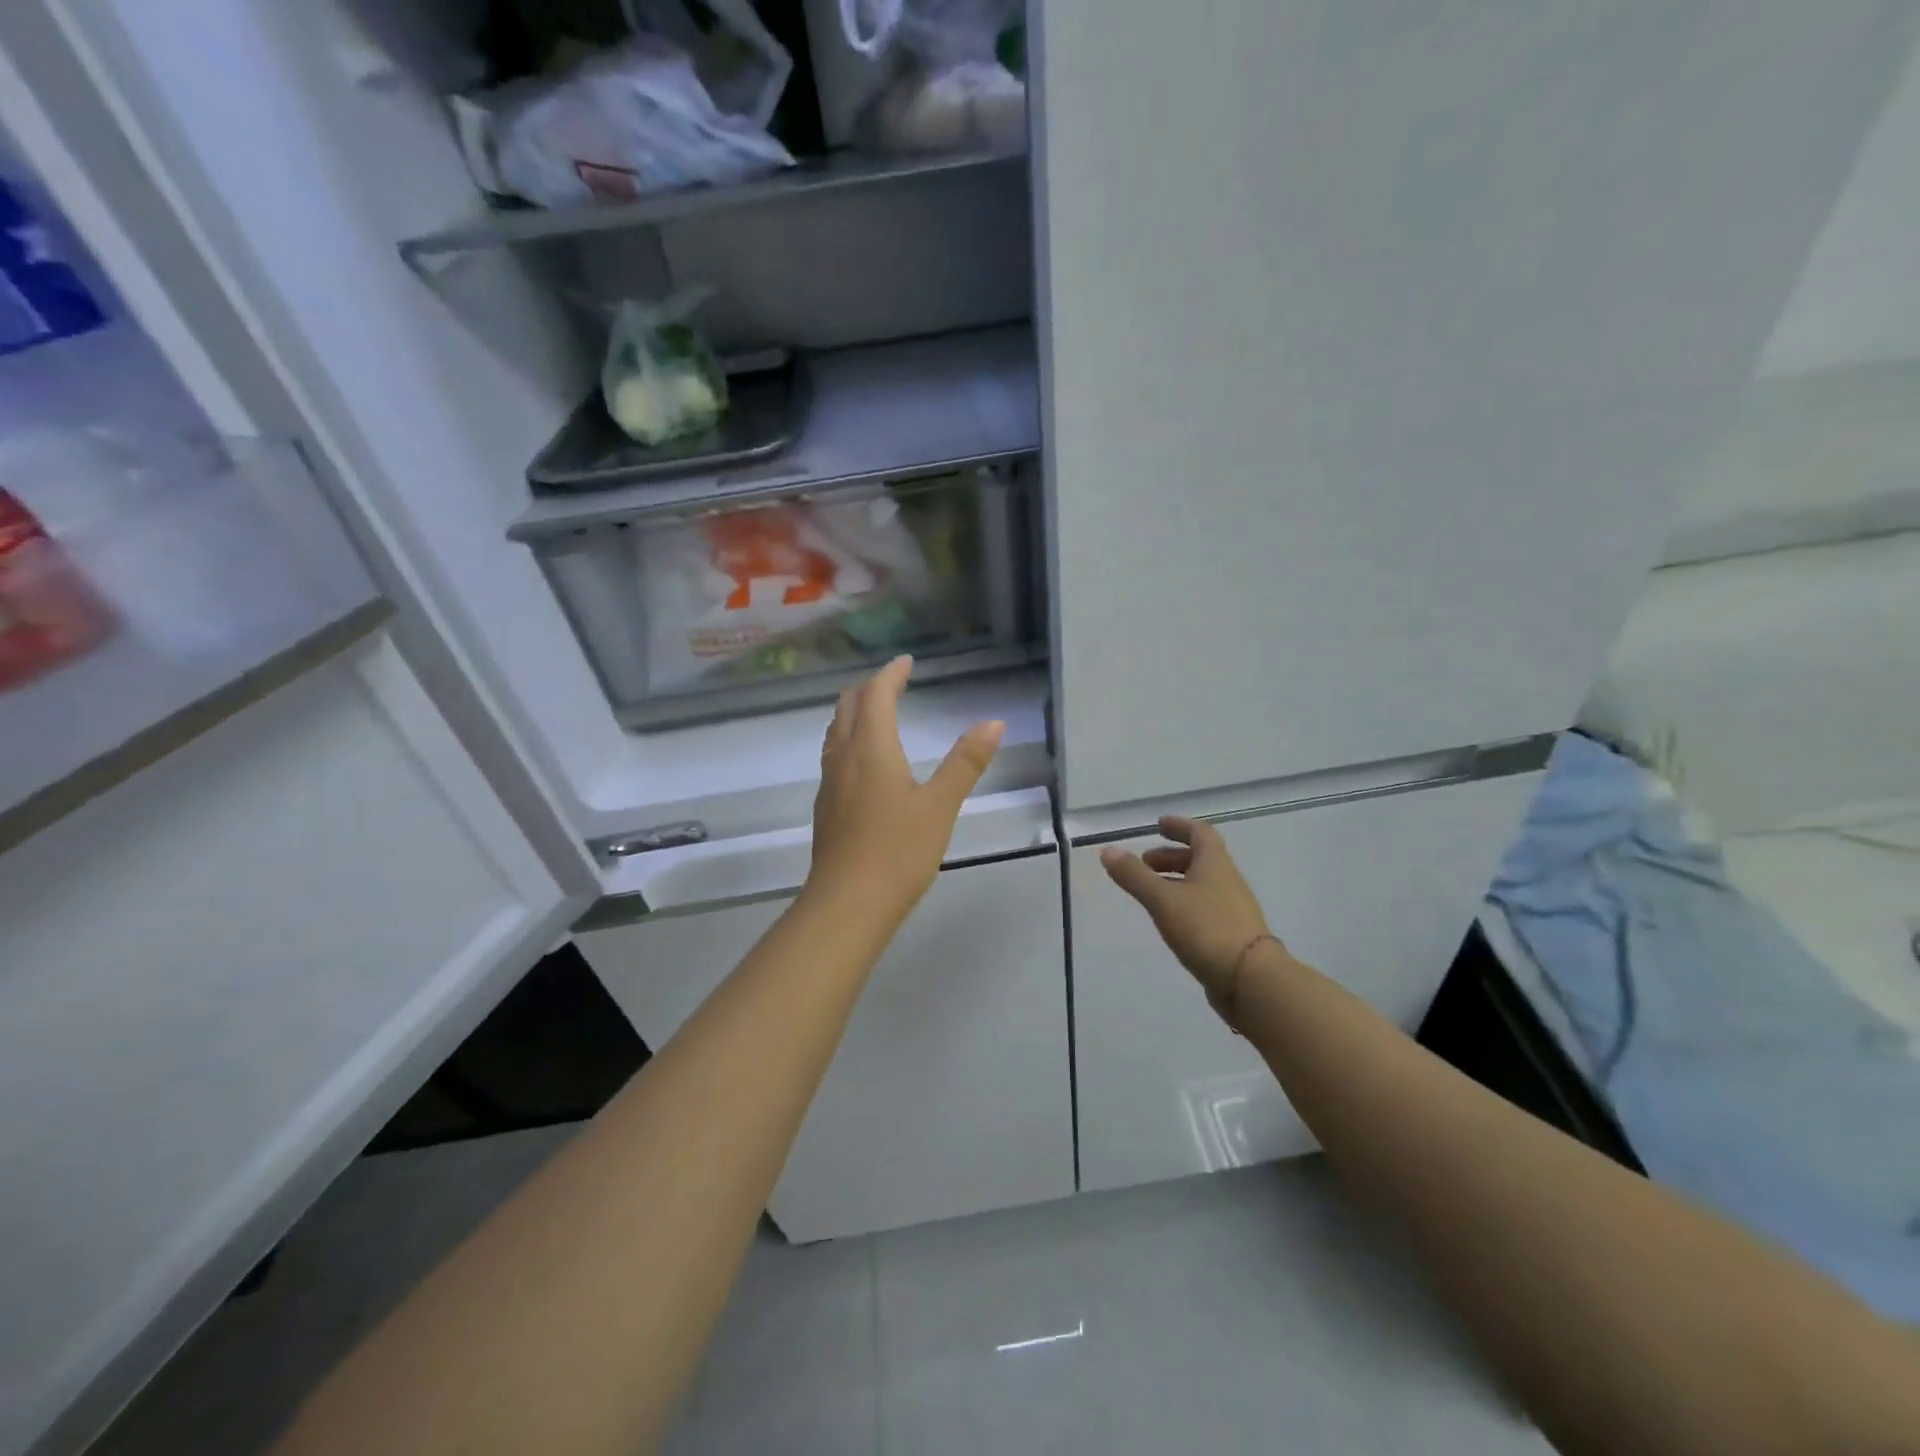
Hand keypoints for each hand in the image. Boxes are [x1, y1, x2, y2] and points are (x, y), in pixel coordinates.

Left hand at [806, 656, 1003, 929]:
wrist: (847, 903)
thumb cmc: (898, 851)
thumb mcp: (940, 806)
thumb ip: (965, 763)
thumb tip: (993, 722)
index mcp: (871, 748)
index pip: (875, 694)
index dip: (891, 674)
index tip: (907, 662)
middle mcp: (843, 757)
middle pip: (848, 706)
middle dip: (870, 687)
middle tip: (895, 682)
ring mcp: (830, 782)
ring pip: (836, 731)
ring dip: (856, 712)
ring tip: (879, 713)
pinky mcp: (826, 806)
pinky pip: (834, 755)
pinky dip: (850, 738)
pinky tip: (865, 761)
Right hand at [1100, 817, 1279, 1009]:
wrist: (1251, 979)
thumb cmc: (1206, 928)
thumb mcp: (1163, 899)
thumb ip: (1134, 876)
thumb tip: (1108, 850)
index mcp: (1215, 864)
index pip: (1199, 833)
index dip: (1179, 826)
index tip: (1159, 825)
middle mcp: (1228, 881)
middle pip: (1200, 859)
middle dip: (1171, 857)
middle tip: (1145, 863)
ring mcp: (1233, 909)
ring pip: (1202, 884)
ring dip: (1176, 881)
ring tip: (1151, 892)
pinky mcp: (1232, 935)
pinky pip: (1205, 908)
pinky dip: (1184, 904)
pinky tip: (1170, 920)